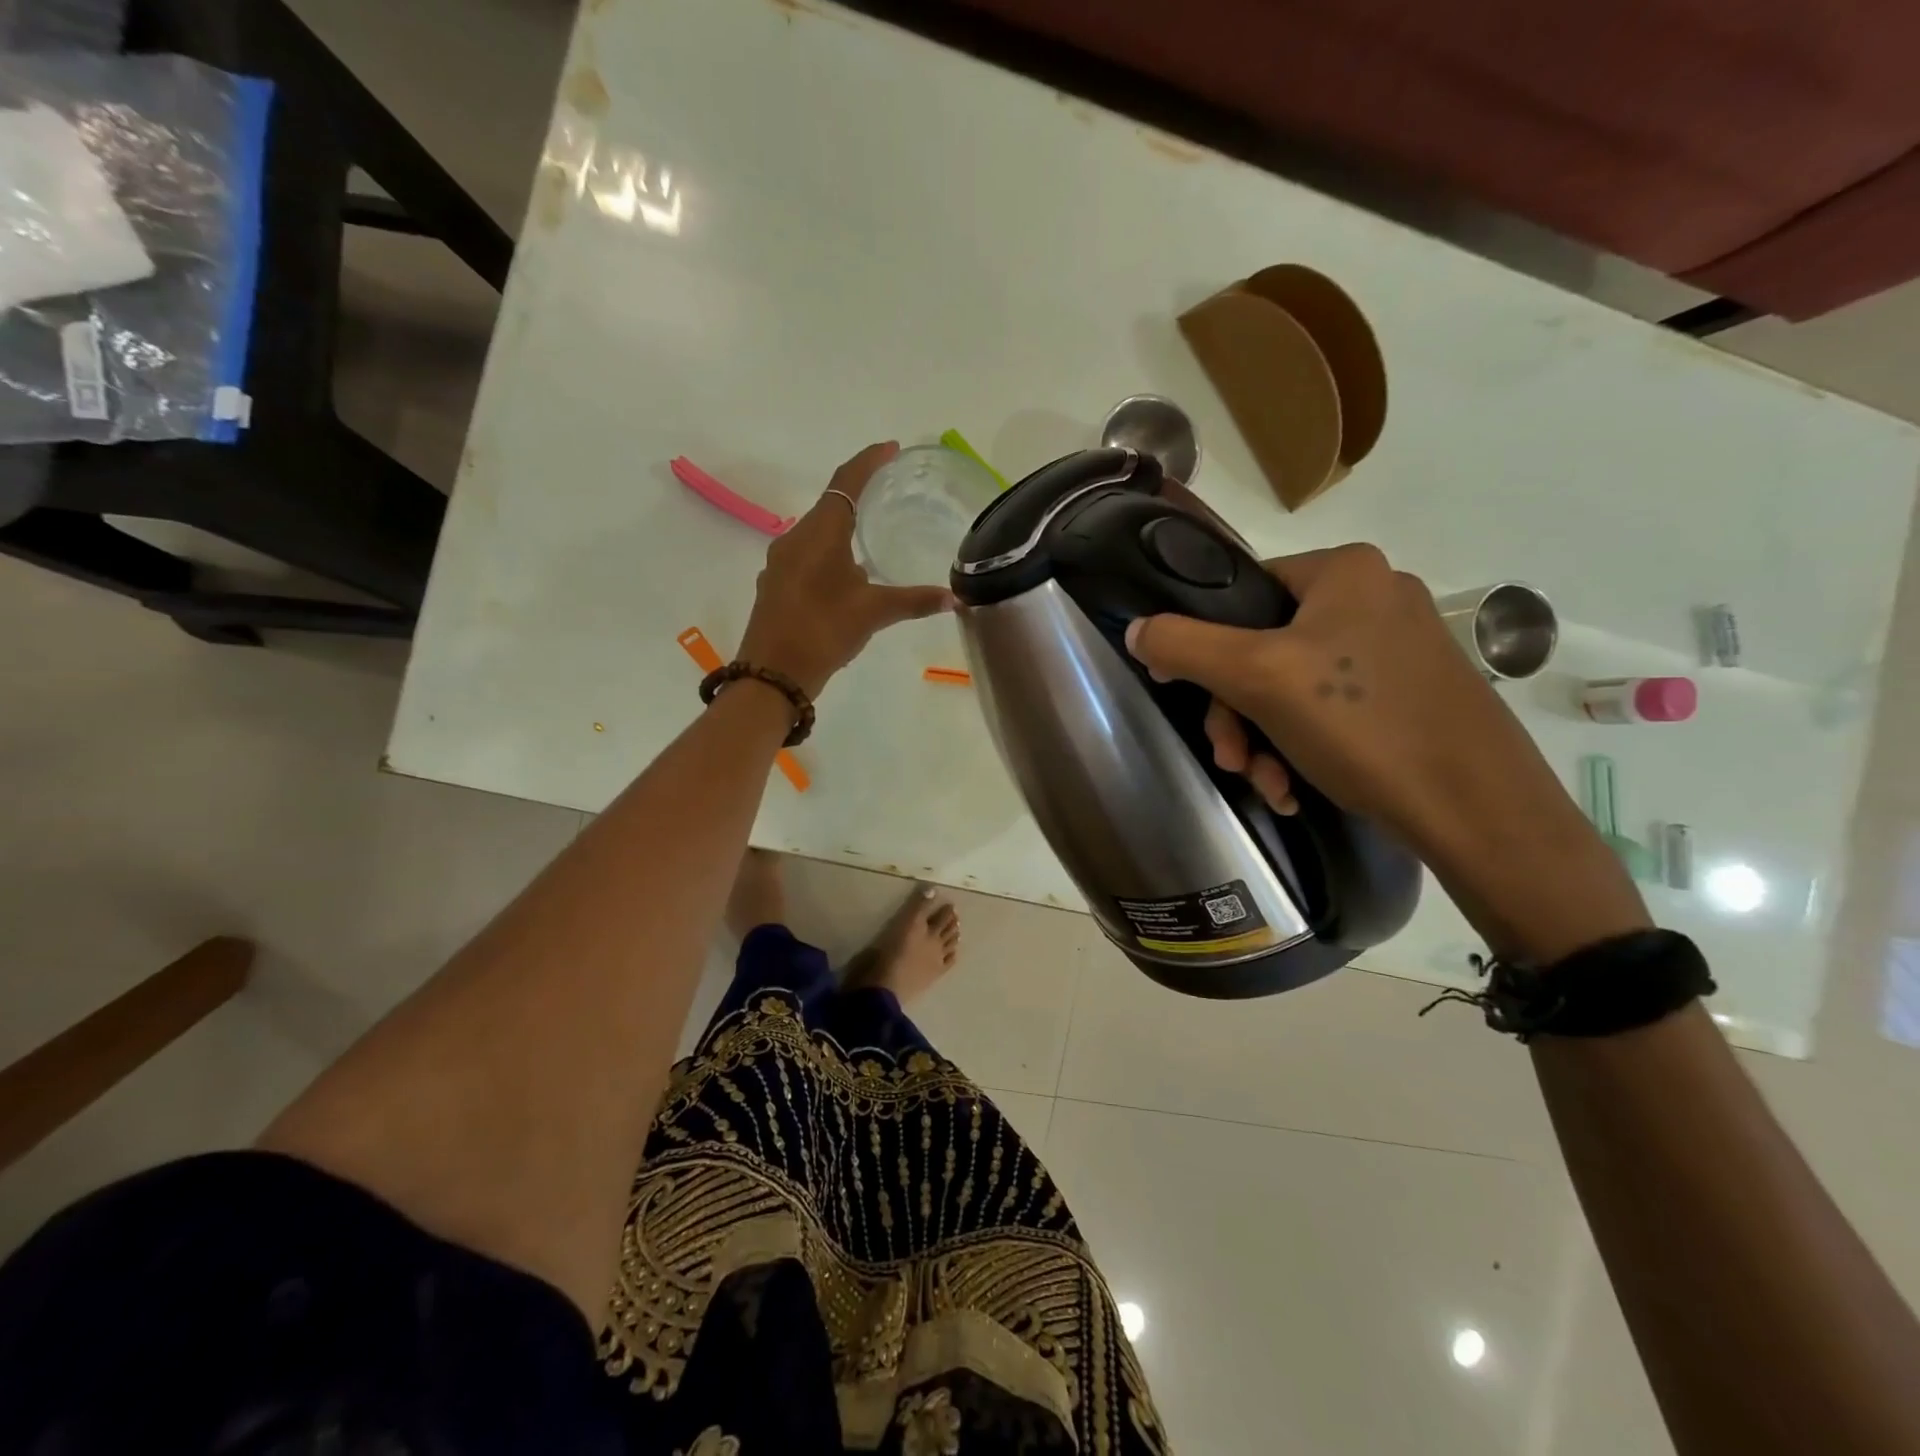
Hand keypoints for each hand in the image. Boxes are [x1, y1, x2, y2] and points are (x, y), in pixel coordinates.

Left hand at [738, 443, 953, 697]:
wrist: (771, 675)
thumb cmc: (823, 632)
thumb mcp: (873, 613)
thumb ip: (914, 601)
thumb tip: (955, 598)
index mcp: (819, 533)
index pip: (846, 481)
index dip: (869, 460)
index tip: (891, 448)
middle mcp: (794, 539)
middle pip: (830, 504)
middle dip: (859, 495)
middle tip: (890, 492)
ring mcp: (780, 563)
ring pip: (817, 533)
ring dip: (844, 528)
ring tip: (873, 535)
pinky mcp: (776, 585)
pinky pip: (807, 555)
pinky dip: (830, 553)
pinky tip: (848, 576)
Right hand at [1124, 543, 1648, 960]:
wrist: (1478, 810)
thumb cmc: (1362, 725)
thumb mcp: (1257, 677)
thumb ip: (1185, 645)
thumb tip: (1136, 629)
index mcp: (1344, 571)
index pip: (1242, 592)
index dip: (1205, 646)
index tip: (1191, 697)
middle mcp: (1375, 597)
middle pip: (1264, 647)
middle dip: (1237, 712)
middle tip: (1230, 759)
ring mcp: (1398, 648)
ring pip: (1293, 687)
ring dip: (1263, 739)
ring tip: (1266, 784)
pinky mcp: (1411, 694)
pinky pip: (1331, 710)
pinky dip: (1302, 747)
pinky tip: (1295, 789)